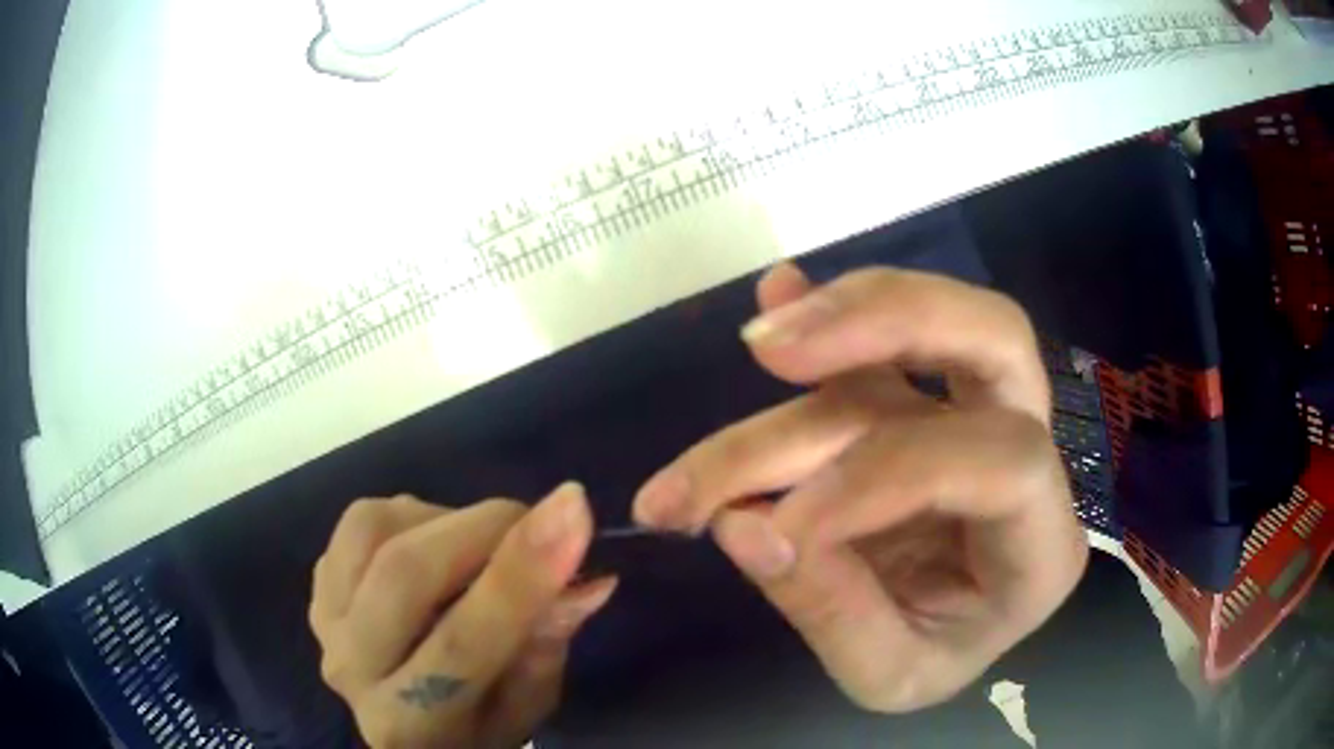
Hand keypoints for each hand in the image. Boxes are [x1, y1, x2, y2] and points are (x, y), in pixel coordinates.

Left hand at [309, 484, 615, 747]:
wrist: (407, 728)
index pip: (463, 642)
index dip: (520, 574)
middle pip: (405, 574)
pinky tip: (433, 542)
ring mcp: (324, 622)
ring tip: (480, 543)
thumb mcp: (529, 703)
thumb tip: (585, 577)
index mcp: (413, 722)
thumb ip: (546, 641)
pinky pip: (359, 522)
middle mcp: (353, 669)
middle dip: (485, 529)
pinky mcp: (317, 586)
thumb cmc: (480, 724)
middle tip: (541, 519)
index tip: (574, 508)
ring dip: (444, 520)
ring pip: (373, 530)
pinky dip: (409, 516)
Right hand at [633, 264, 1087, 712]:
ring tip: (751, 344)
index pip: (997, 466)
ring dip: (825, 329)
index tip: (778, 525)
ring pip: (920, 329)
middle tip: (767, 348)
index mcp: (1043, 542)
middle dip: (881, 326)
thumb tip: (741, 525)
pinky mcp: (924, 398)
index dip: (883, 479)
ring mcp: (976, 412)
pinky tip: (780, 289)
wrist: (951, 635)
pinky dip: (833, 308)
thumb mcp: (887, 676)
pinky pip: (890, 333)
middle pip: (992, 336)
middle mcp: (1027, 452)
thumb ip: (830, 613)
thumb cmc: (936, 655)